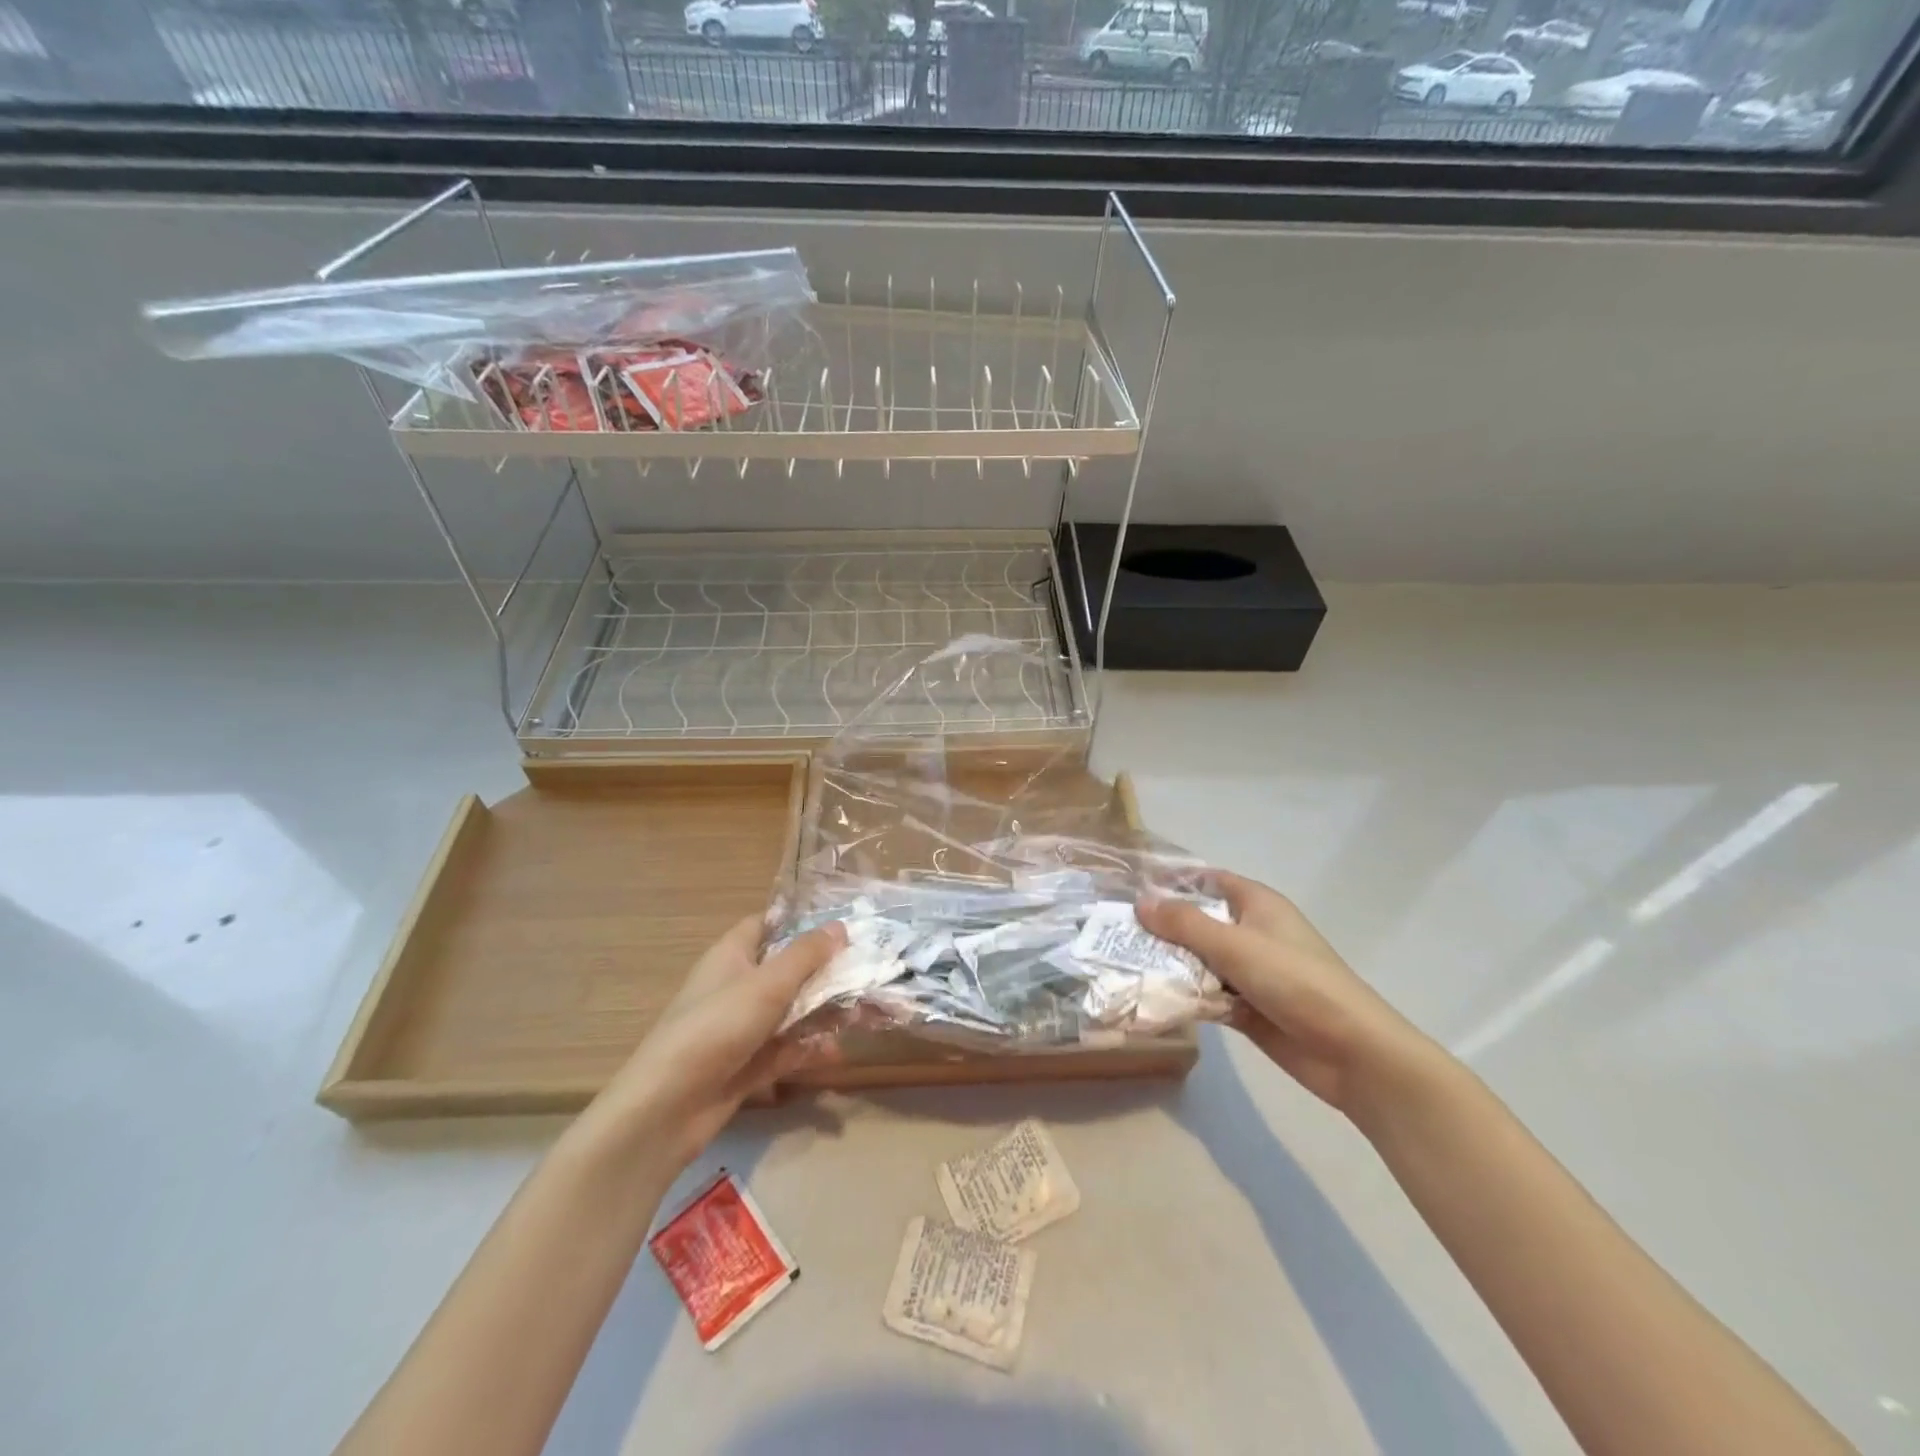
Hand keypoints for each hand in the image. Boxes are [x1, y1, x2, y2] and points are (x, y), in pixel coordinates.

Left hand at [594, 916, 846, 1170]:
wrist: (666, 1109)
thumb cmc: (716, 1027)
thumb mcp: (767, 984)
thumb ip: (806, 955)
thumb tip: (840, 927)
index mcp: (732, 955)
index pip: (767, 924)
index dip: (800, 921)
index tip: (841, 925)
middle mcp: (736, 986)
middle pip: (787, 970)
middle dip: (826, 972)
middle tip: (868, 973)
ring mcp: (740, 1028)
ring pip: (791, 1011)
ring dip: (824, 1012)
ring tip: (866, 1014)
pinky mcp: (746, 1065)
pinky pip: (785, 1048)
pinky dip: (809, 1048)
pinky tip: (837, 1051)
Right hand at [1137, 873, 1436, 1120]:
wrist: (1352, 1053)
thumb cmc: (1296, 982)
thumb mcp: (1235, 945)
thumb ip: (1185, 924)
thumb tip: (1141, 903)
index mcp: (1257, 905)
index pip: (1209, 880)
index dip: (1173, 881)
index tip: (1131, 887)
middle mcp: (1252, 932)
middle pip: (1199, 921)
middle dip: (1161, 926)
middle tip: (1113, 930)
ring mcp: (1250, 972)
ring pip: (1199, 960)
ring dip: (1169, 963)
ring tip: (1120, 963)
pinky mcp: (1247, 1007)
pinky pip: (1206, 993)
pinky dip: (1184, 994)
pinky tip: (1149, 997)